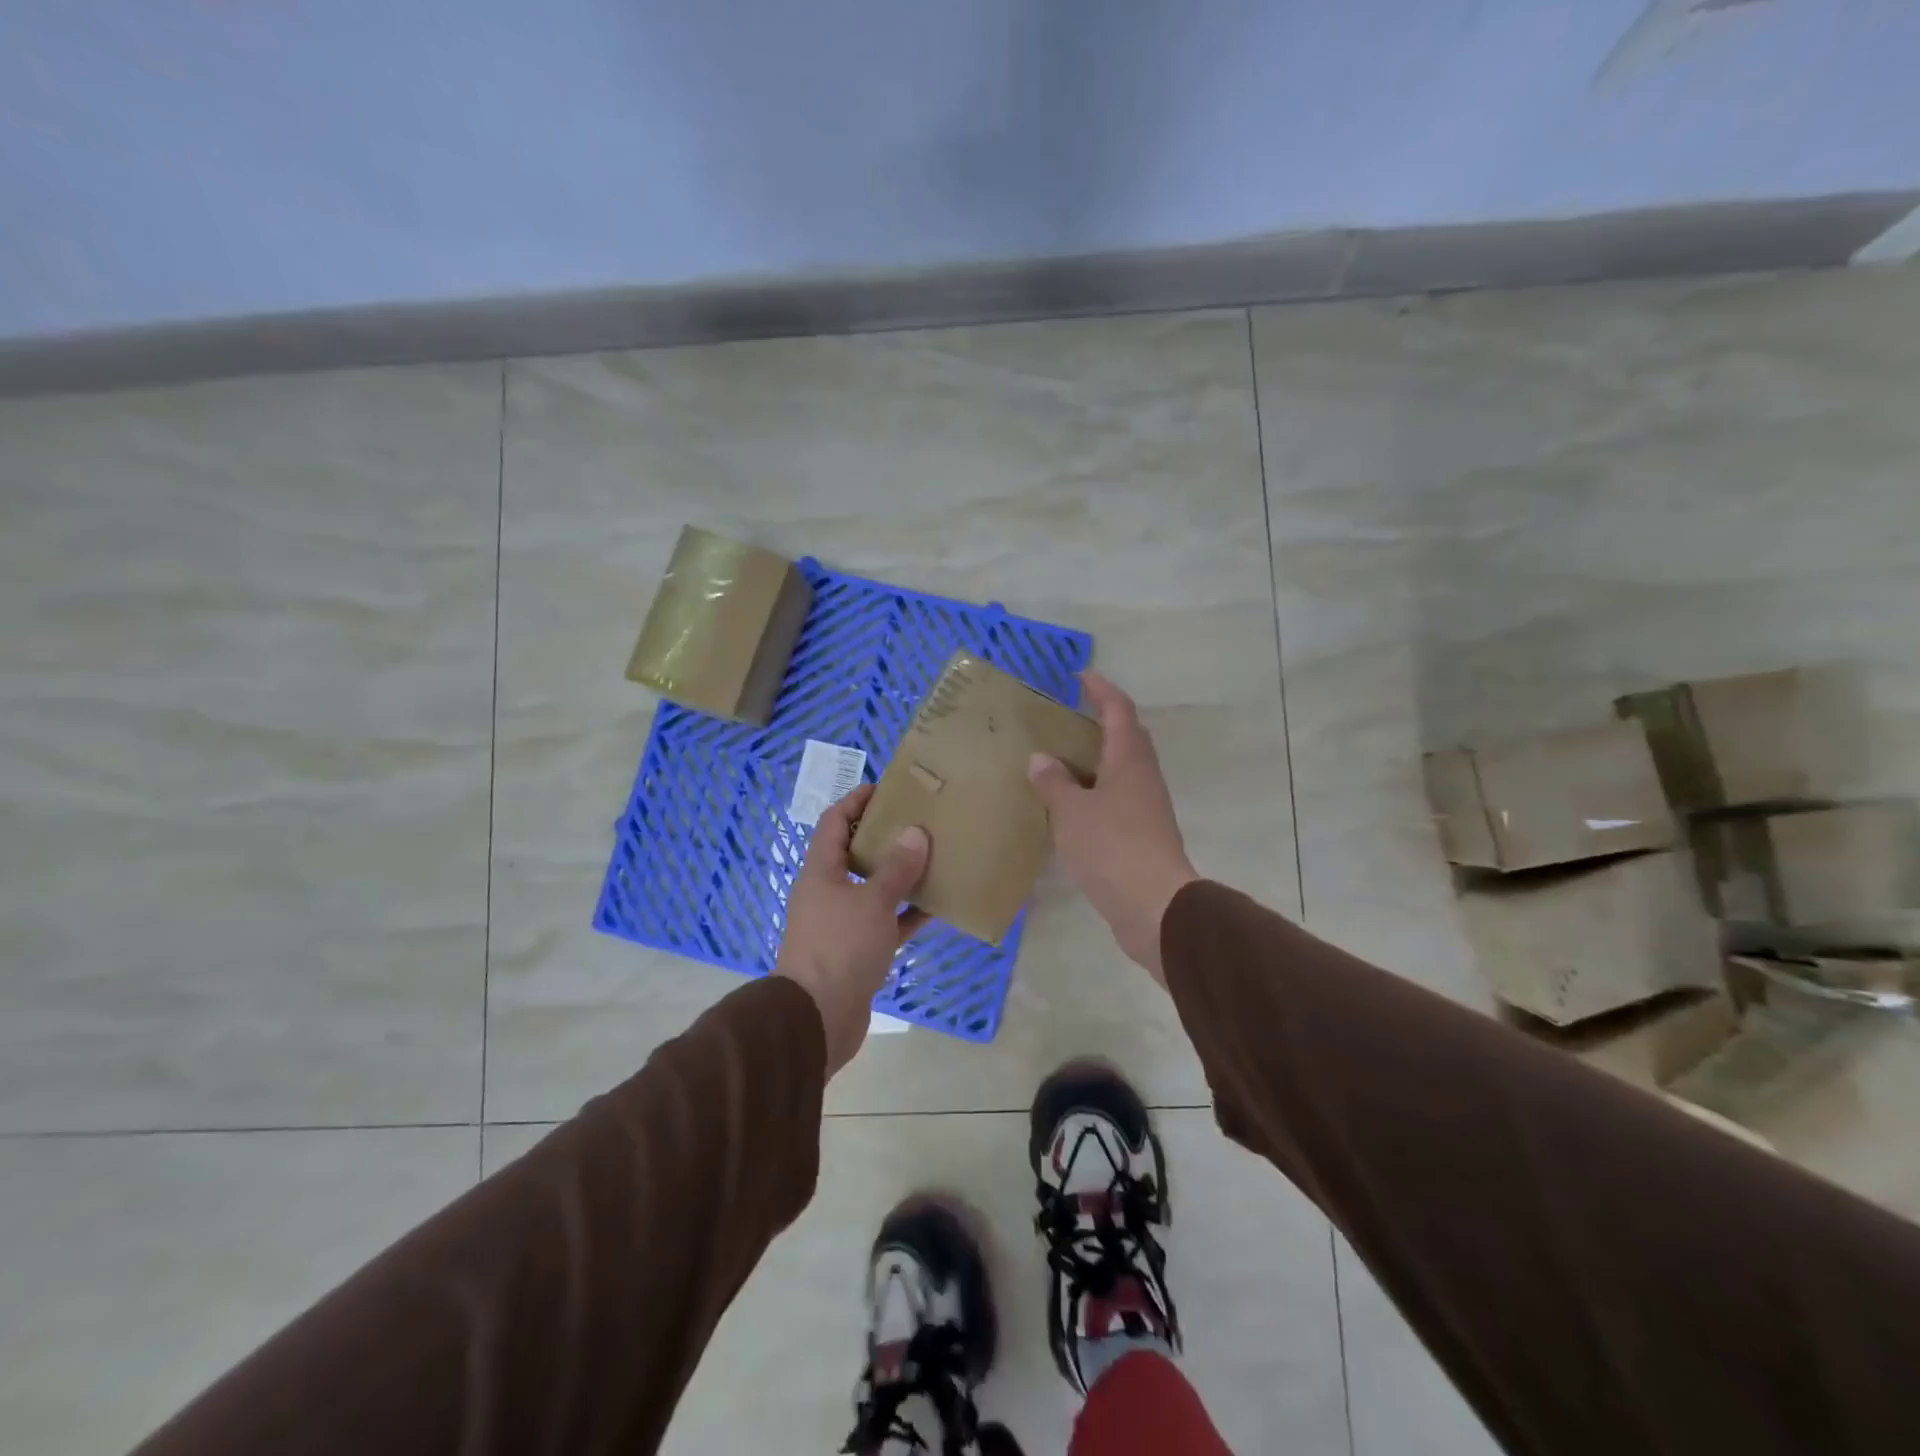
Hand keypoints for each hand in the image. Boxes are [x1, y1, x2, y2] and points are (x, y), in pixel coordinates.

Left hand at [775, 783, 930, 1074]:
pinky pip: (886, 923)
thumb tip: (915, 833)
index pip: (834, 822)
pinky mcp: (857, 952)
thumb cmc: (840, 948)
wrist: (816, 1019)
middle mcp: (828, 893)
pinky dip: (907, 915)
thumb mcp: (872, 902)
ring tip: (934, 858)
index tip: (884, 788)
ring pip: (874, 890)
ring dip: (900, 876)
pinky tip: (937, 907)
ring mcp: (841, 924)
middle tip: (918, 822)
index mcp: (820, 872)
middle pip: (855, 854)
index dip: (856, 801)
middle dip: (884, 837)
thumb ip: (896, 869)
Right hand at [1027, 672, 1196, 981]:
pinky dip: (1093, 792)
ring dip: (1095, 759)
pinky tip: (1069, 805)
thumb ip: (1054, 782)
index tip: (1080, 676)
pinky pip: (1115, 799)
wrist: (1153, 906)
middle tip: (1065, 718)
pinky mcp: (1141, 835)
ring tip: (1059, 759)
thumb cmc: (1112, 847)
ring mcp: (1145, 807)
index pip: (1118, 710)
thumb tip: (1042, 759)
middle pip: (1125, 737)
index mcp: (1129, 759)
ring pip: (1120, 770)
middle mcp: (1142, 776)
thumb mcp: (1072, 811)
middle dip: (1100, 721)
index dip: (1101, 690)